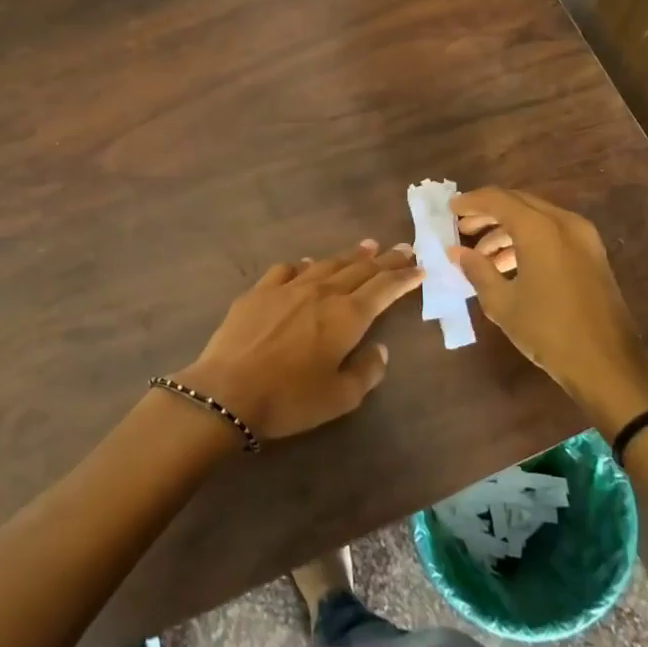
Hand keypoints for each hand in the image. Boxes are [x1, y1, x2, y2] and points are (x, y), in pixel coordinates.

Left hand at [184, 241, 422, 440]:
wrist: (228, 392)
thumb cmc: (290, 399)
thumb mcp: (340, 398)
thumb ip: (367, 371)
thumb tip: (379, 349)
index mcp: (347, 317)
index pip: (384, 288)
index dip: (404, 277)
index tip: (420, 267)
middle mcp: (322, 292)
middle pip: (360, 269)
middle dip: (384, 259)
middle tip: (401, 247)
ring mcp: (288, 288)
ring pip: (326, 264)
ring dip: (349, 255)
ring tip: (366, 247)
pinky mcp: (259, 291)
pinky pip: (288, 269)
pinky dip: (305, 265)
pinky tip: (308, 265)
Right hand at [449, 188, 647, 409]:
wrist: (606, 366)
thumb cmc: (548, 332)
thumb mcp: (502, 303)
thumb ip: (477, 270)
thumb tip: (457, 252)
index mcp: (540, 230)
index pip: (498, 200)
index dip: (471, 202)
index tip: (450, 210)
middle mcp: (564, 223)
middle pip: (519, 203)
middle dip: (489, 213)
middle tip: (463, 228)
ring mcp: (584, 238)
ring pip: (537, 218)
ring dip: (507, 229)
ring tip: (482, 254)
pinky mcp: (593, 255)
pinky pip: (553, 234)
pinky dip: (528, 240)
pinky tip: (509, 265)